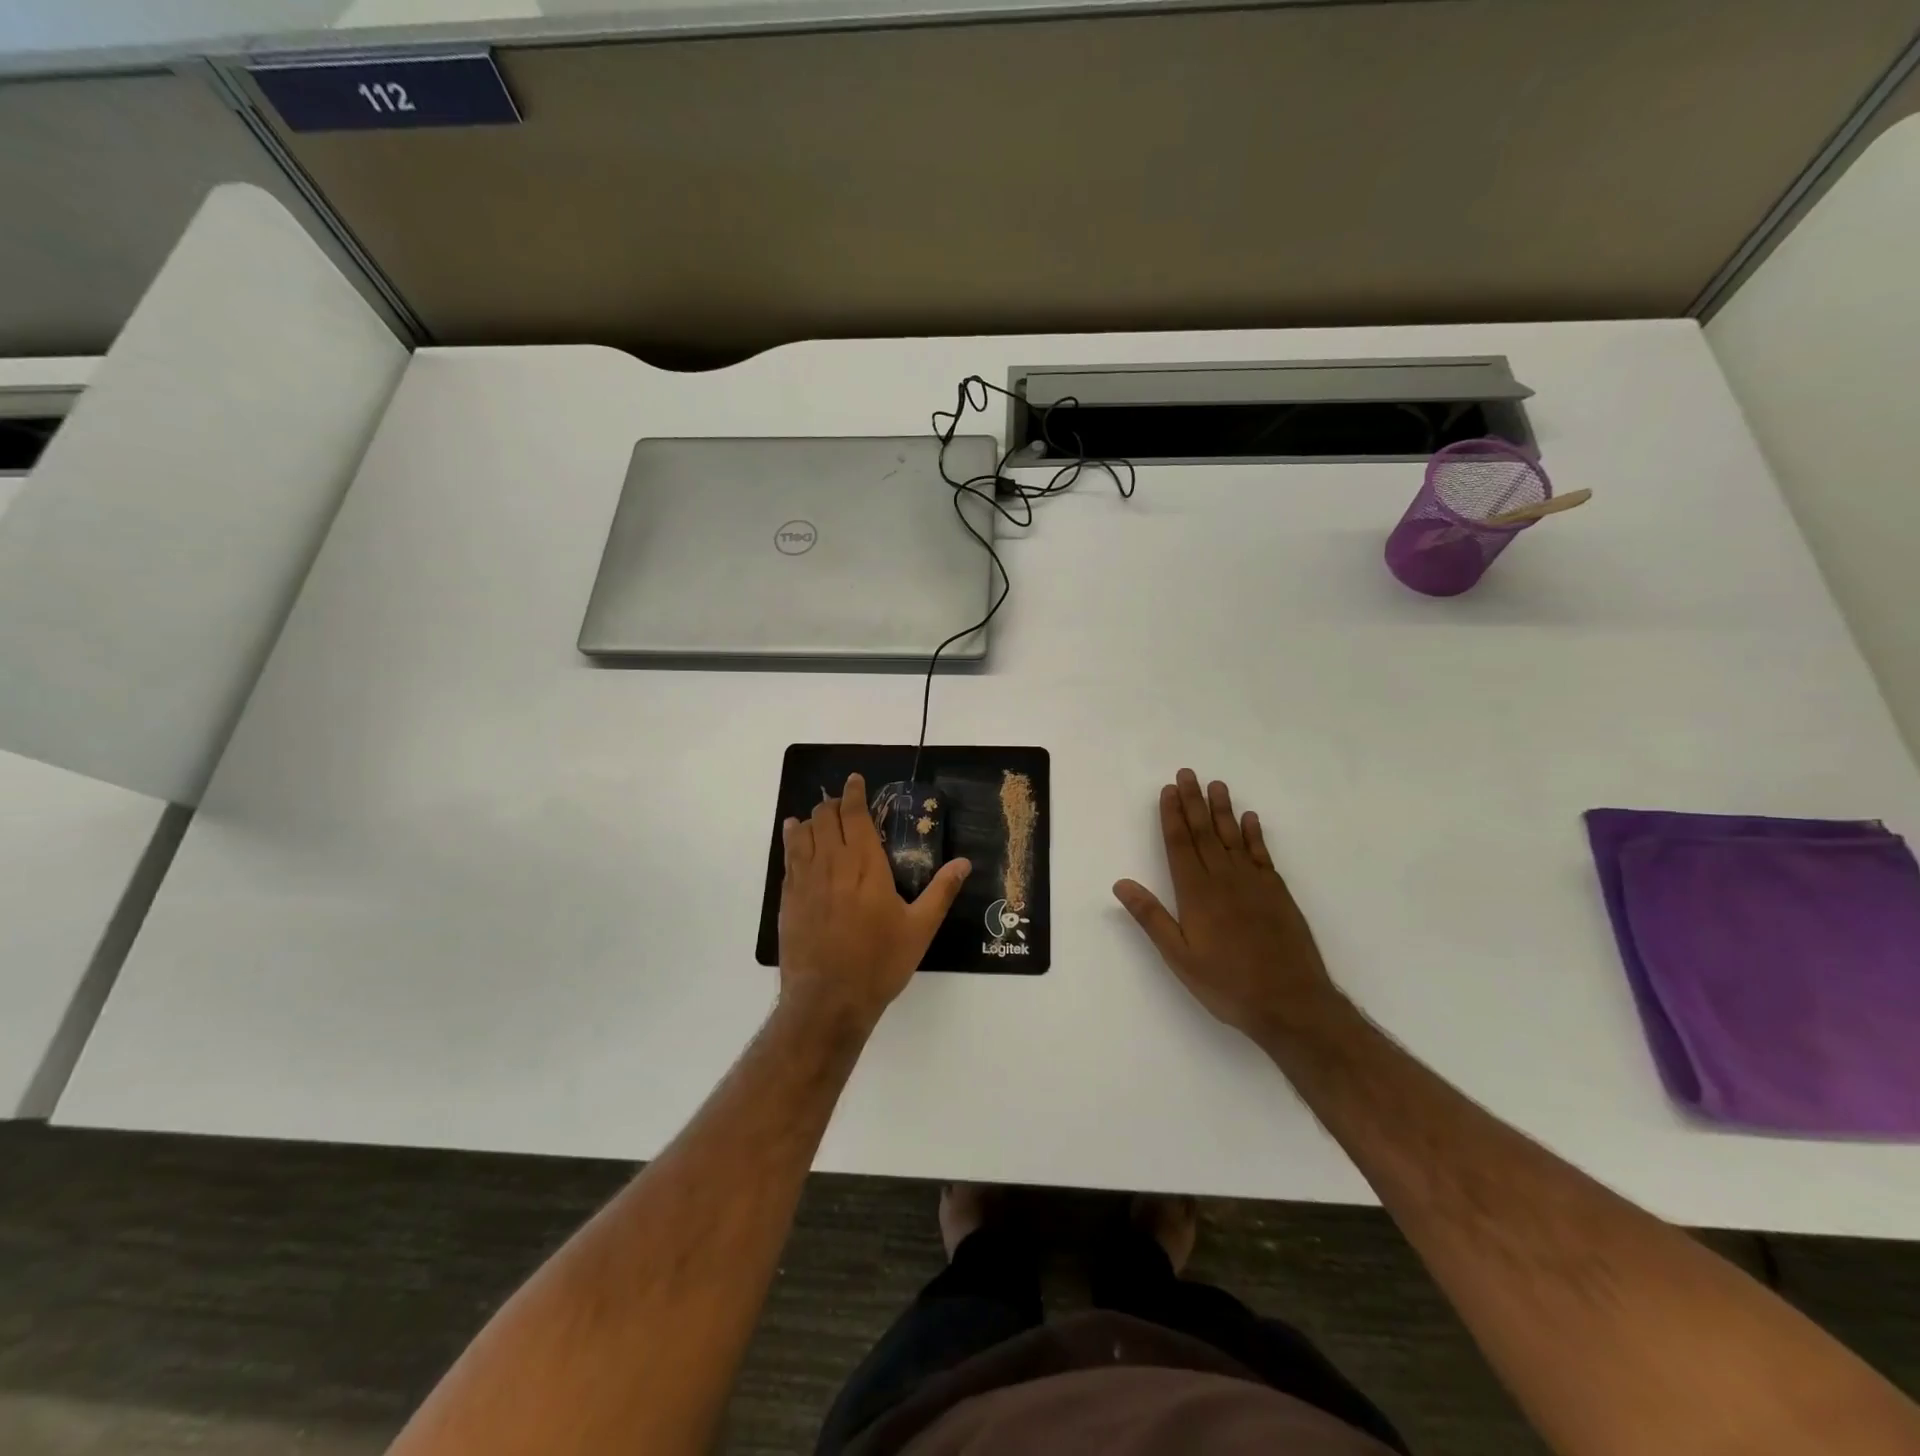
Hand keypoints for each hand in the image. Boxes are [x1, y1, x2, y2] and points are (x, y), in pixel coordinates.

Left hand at [779, 773, 970, 1034]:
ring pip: (803, 834)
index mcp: (865, 865)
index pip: (855, 816)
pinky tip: (795, 838)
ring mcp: (805, 881)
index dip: (854, 794)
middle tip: (842, 803)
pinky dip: (792, 840)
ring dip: (811, 819)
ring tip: (817, 815)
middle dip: (834, 804)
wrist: (828, 1000)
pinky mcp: (788, 899)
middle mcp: (832, 864)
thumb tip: (964, 862)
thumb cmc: (879, 963)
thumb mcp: (919, 929)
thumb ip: (941, 892)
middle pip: (826, 818)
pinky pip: (788, 858)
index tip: (855, 780)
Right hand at [1113, 769, 1344, 1042]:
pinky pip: (1262, 854)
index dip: (1172, 815)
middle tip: (1187, 773)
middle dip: (1193, 802)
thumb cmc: (1228, 983)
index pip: (1180, 844)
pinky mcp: (1278, 893)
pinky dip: (1255, 834)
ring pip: (1233, 837)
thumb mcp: (1179, 957)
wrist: (1292, 1003)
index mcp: (1197, 893)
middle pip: (1204, 832)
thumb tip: (1121, 883)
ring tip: (1216, 784)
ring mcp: (1254, 883)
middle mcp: (1224, 879)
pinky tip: (1250, 819)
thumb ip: (1151, 917)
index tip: (1168, 790)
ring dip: (1223, 809)